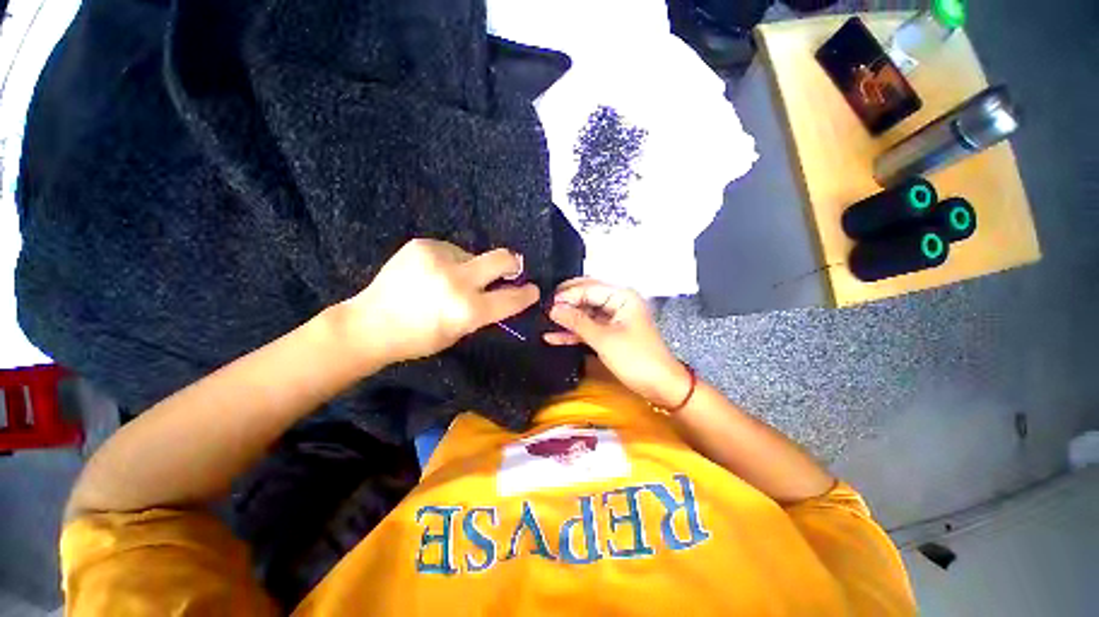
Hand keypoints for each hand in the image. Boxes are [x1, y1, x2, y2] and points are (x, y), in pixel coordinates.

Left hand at [338, 239, 538, 364]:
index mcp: (468, 310)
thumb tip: (502, 292)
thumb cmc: (419, 338)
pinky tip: (431, 273)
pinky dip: (449, 261)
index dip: (527, 294)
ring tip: (447, 279)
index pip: (512, 297)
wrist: (371, 323)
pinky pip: (451, 250)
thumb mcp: (459, 332)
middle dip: (512, 264)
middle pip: (503, 258)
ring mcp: (439, 258)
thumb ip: (484, 311)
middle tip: (508, 269)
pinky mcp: (423, 245)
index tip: (532, 289)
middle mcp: (458, 280)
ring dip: (470, 266)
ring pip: (473, 254)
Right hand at [545, 278, 690, 407]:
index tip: (546, 304)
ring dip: (567, 318)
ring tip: (544, 321)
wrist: (660, 386)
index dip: (567, 295)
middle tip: (543, 308)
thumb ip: (577, 322)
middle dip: (566, 303)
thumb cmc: (636, 358)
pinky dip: (573, 332)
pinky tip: (553, 336)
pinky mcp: (610, 333)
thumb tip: (553, 309)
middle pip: (587, 297)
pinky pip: (588, 327)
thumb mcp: (604, 339)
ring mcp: (613, 318)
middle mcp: (617, 302)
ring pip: (585, 313)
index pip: (589, 288)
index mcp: (622, 296)